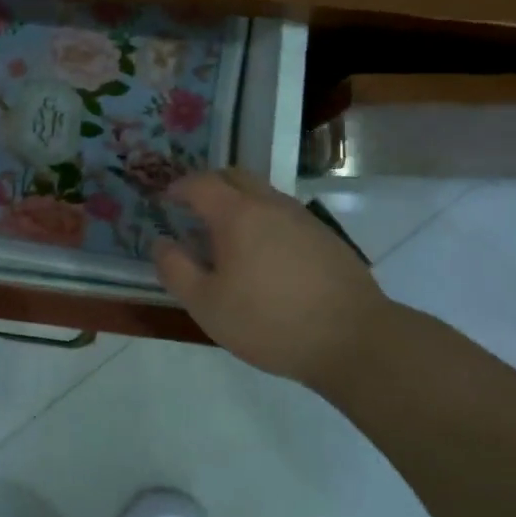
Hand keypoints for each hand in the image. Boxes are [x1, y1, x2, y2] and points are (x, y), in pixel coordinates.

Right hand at [152, 169, 402, 387]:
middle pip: (235, 177)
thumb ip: (176, 270)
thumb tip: (161, 243)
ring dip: (239, 203)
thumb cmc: (269, 322)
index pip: (201, 184)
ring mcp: (304, 218)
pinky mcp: (326, 238)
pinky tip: (265, 258)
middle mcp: (272, 205)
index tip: (165, 199)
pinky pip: (285, 215)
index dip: (179, 187)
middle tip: (194, 210)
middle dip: (210, 186)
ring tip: (227, 237)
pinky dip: (265, 222)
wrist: (354, 339)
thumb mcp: (207, 305)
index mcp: (238, 215)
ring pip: (263, 195)